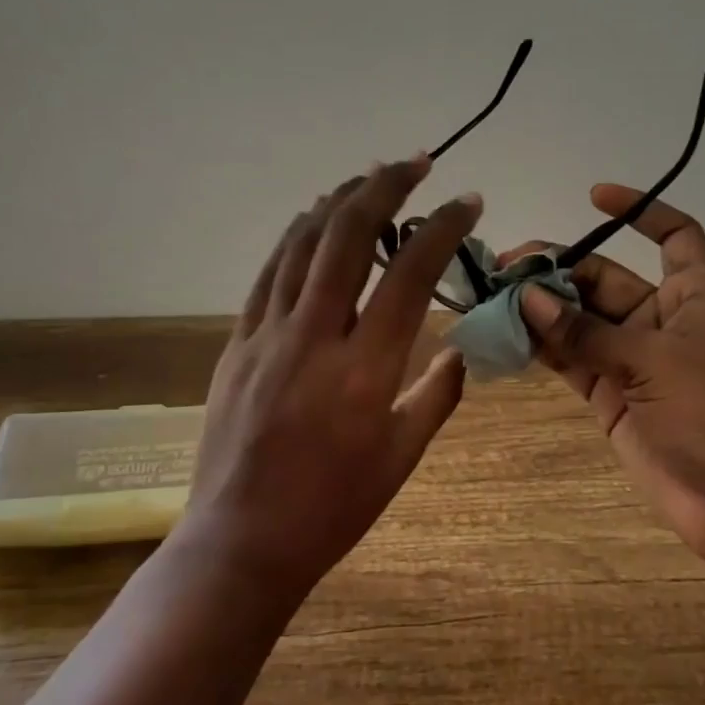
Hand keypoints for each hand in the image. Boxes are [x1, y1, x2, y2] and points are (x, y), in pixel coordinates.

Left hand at [182, 157, 481, 599]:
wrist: (241, 541)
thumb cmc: (332, 508)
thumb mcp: (401, 457)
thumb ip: (438, 395)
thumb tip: (461, 351)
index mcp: (365, 371)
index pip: (411, 274)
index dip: (442, 227)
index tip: (467, 202)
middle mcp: (314, 337)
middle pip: (348, 237)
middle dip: (385, 187)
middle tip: (416, 163)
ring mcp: (267, 335)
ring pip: (302, 244)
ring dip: (338, 201)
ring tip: (369, 178)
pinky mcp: (237, 342)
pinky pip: (270, 273)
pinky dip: (296, 237)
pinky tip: (314, 220)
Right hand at [502, 184, 704, 569]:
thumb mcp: (653, 363)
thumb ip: (585, 332)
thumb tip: (526, 298)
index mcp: (692, 296)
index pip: (675, 235)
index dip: (642, 210)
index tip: (593, 196)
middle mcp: (660, 320)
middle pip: (604, 278)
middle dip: (558, 270)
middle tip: (504, 269)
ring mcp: (632, 359)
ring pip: (580, 320)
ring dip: (540, 309)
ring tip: (492, 298)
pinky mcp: (611, 395)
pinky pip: (570, 360)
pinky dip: (541, 348)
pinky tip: (505, 337)